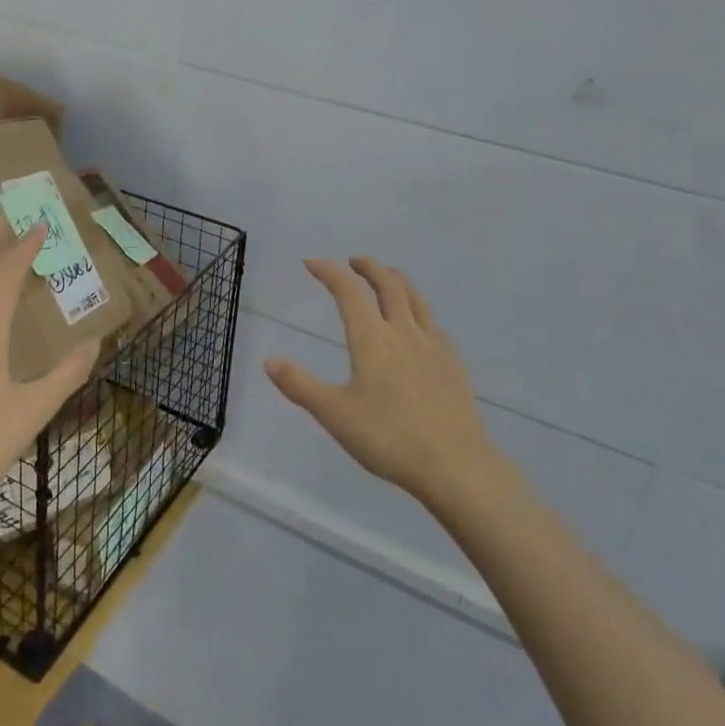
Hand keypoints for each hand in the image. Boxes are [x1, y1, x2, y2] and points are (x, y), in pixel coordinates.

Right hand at [264, 258, 497, 509]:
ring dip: (396, 280)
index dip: (329, 272)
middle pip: (388, 285)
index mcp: (372, 340)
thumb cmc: (389, 438)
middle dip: (368, 267)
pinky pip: (432, 321)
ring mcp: (432, 345)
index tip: (311, 263)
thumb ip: (300, 386)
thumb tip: (270, 361)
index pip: (348, 292)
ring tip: (388, 276)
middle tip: (353, 261)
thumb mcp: (335, 415)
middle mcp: (403, 332)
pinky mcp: (452, 362)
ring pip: (415, 298)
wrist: (455, 464)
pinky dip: (417, 307)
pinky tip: (417, 322)